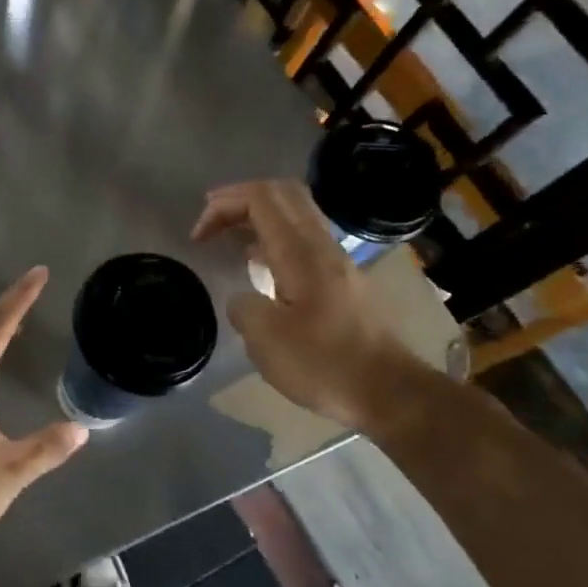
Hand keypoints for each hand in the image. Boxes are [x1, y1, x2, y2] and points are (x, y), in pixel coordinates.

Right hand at [191, 179, 425, 431]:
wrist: (389, 391)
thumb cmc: (325, 364)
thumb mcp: (266, 340)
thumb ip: (243, 308)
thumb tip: (243, 300)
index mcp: (301, 253)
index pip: (261, 199)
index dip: (224, 205)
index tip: (198, 236)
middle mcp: (322, 247)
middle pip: (283, 195)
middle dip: (241, 199)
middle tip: (210, 218)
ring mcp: (337, 263)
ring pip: (296, 216)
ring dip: (258, 218)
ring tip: (228, 238)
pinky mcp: (343, 282)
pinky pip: (304, 241)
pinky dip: (274, 240)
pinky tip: (259, 266)